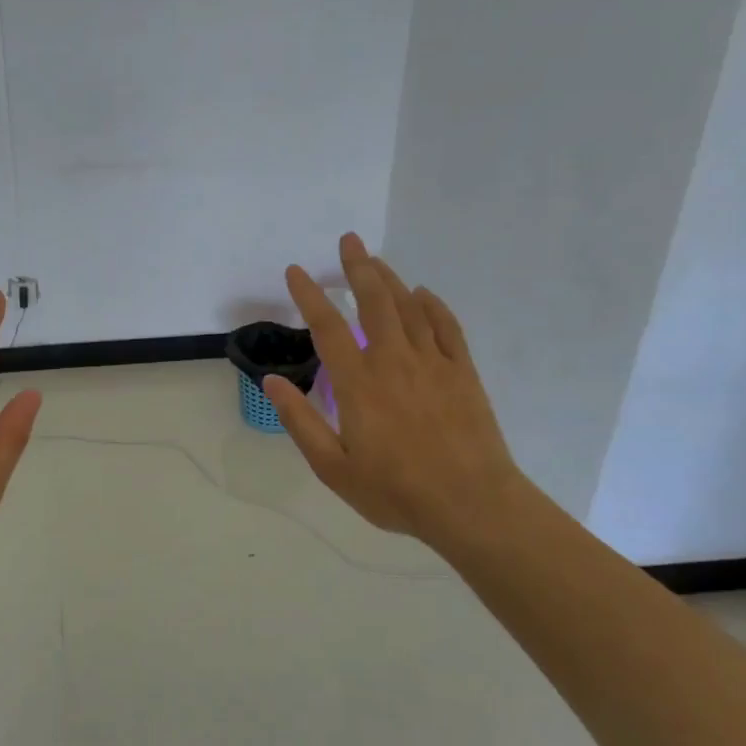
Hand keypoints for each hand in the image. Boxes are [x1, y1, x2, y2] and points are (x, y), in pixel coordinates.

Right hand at [264, 234, 540, 553]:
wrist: (472, 505)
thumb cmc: (395, 491)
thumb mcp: (333, 466)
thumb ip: (301, 421)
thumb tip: (273, 382)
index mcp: (359, 383)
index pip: (327, 327)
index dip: (309, 295)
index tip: (296, 271)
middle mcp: (394, 361)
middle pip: (374, 301)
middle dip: (358, 267)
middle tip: (348, 240)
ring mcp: (433, 363)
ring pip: (409, 307)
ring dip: (390, 279)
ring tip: (375, 259)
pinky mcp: (462, 372)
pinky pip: (446, 327)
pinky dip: (433, 305)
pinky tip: (423, 293)